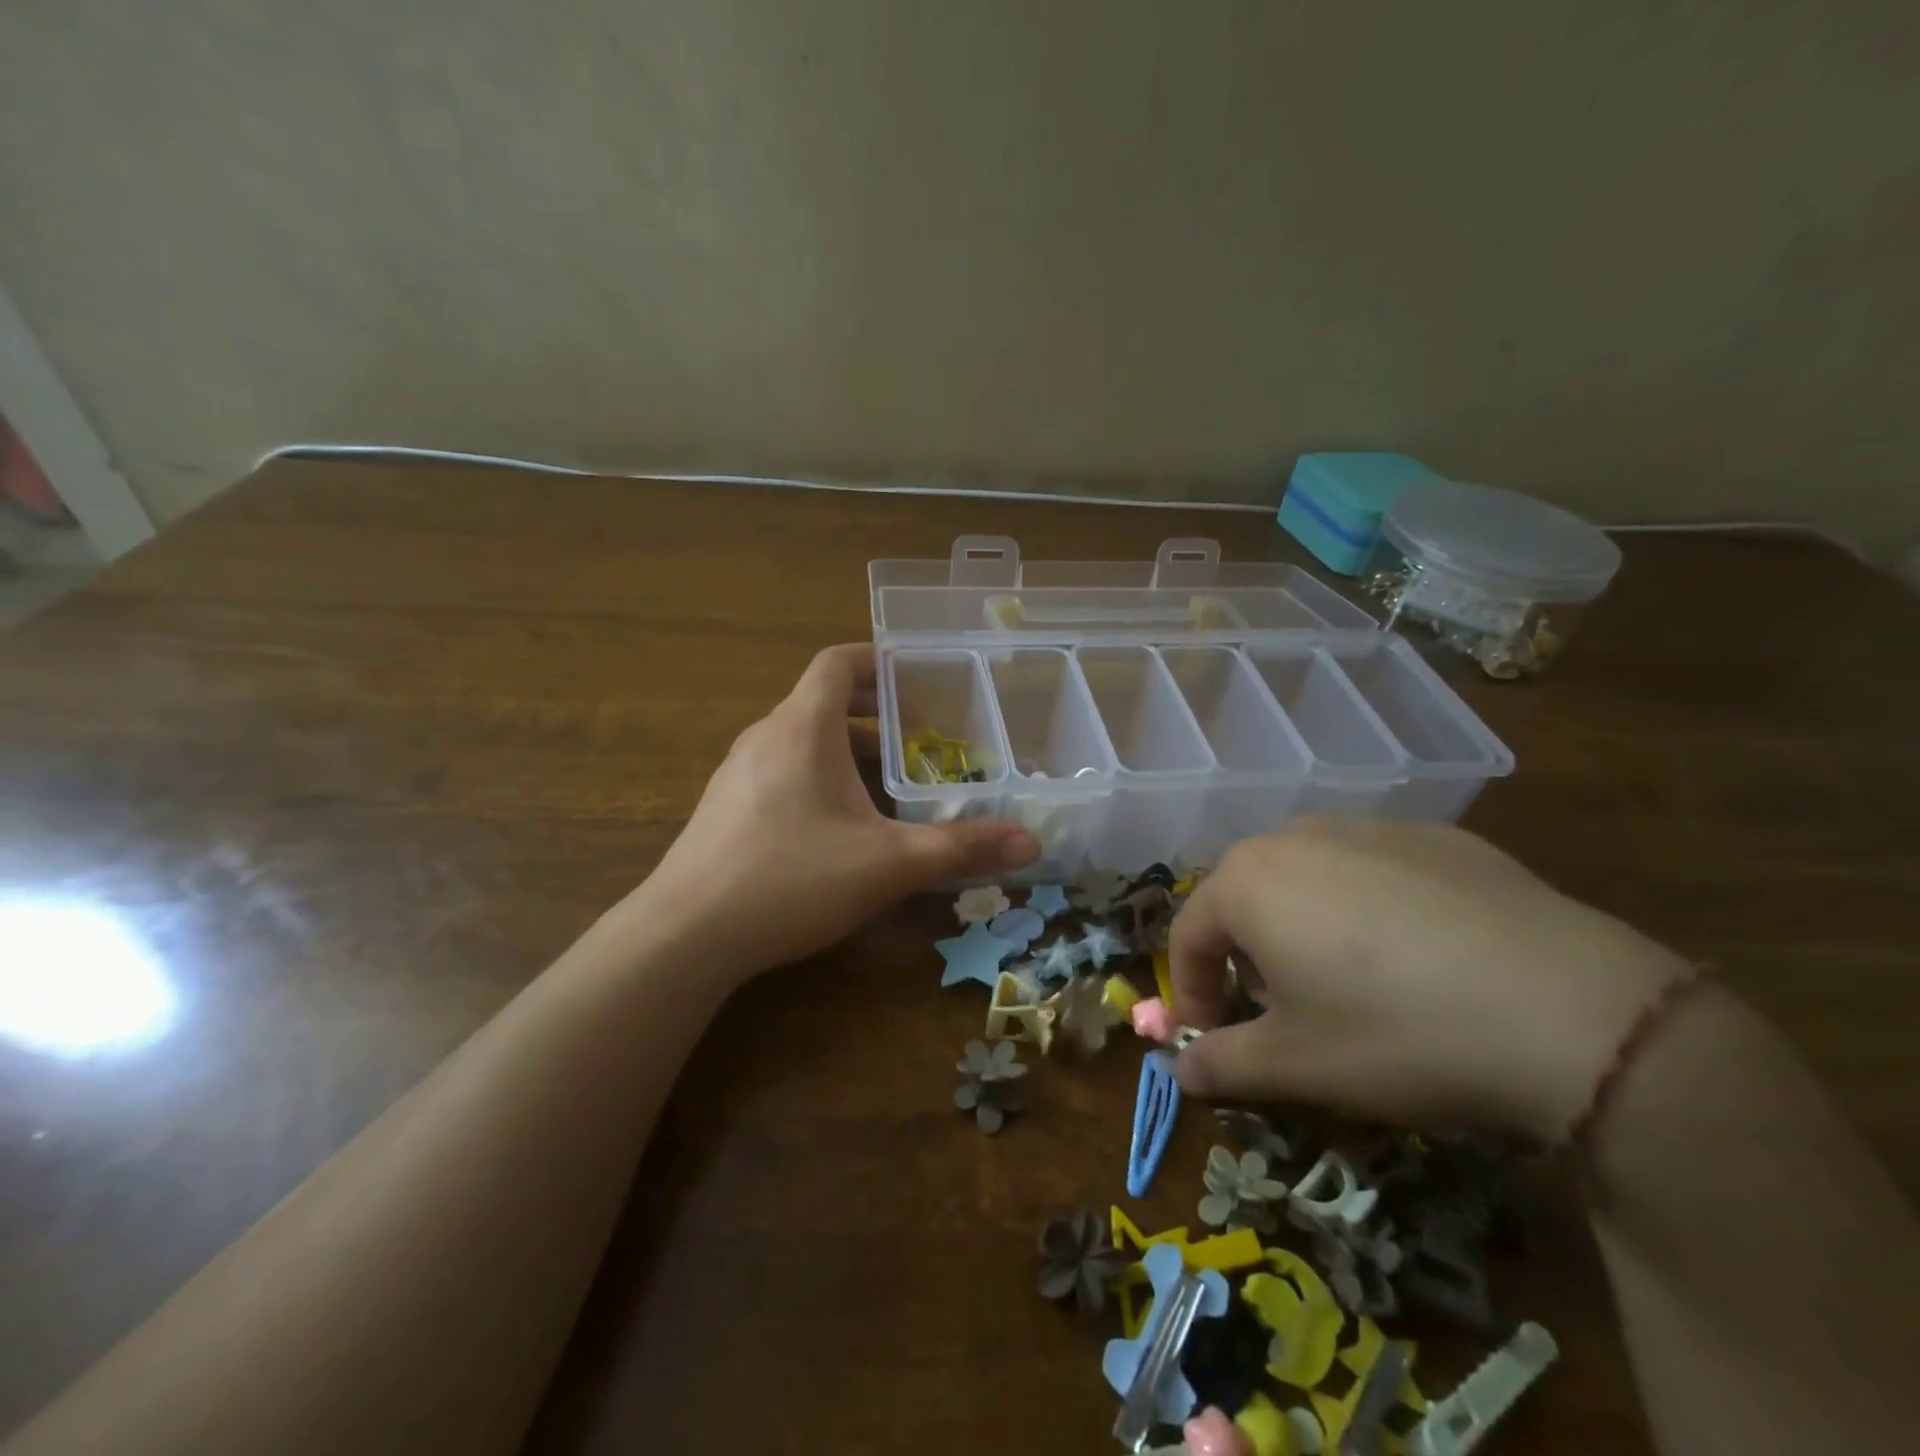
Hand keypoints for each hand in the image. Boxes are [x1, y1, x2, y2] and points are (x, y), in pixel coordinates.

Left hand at [633, 644, 1037, 982]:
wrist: (684, 936)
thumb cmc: (790, 879)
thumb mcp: (887, 863)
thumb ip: (960, 848)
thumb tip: (1031, 842)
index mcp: (802, 728)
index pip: (837, 663)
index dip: (878, 660)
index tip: (917, 677)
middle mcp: (765, 737)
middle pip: (824, 703)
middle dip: (877, 716)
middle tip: (923, 739)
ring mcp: (737, 773)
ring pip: (803, 742)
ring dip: (849, 753)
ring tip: (891, 786)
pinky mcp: (725, 808)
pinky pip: (782, 772)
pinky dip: (819, 779)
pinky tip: (841, 828)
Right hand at [1169, 820, 1688, 1145]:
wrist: (1573, 1011)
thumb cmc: (1396, 1033)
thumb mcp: (1295, 1066)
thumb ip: (1221, 1064)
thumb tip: (1180, 1069)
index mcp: (1247, 881)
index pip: (1188, 935)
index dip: (1192, 991)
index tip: (1213, 1037)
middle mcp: (1296, 837)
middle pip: (1245, 899)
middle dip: (1246, 957)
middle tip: (1282, 1013)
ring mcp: (1370, 828)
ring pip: (1308, 879)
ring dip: (1304, 928)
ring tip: (1351, 983)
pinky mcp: (1438, 836)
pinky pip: (1375, 871)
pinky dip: (1371, 909)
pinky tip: (1421, 958)